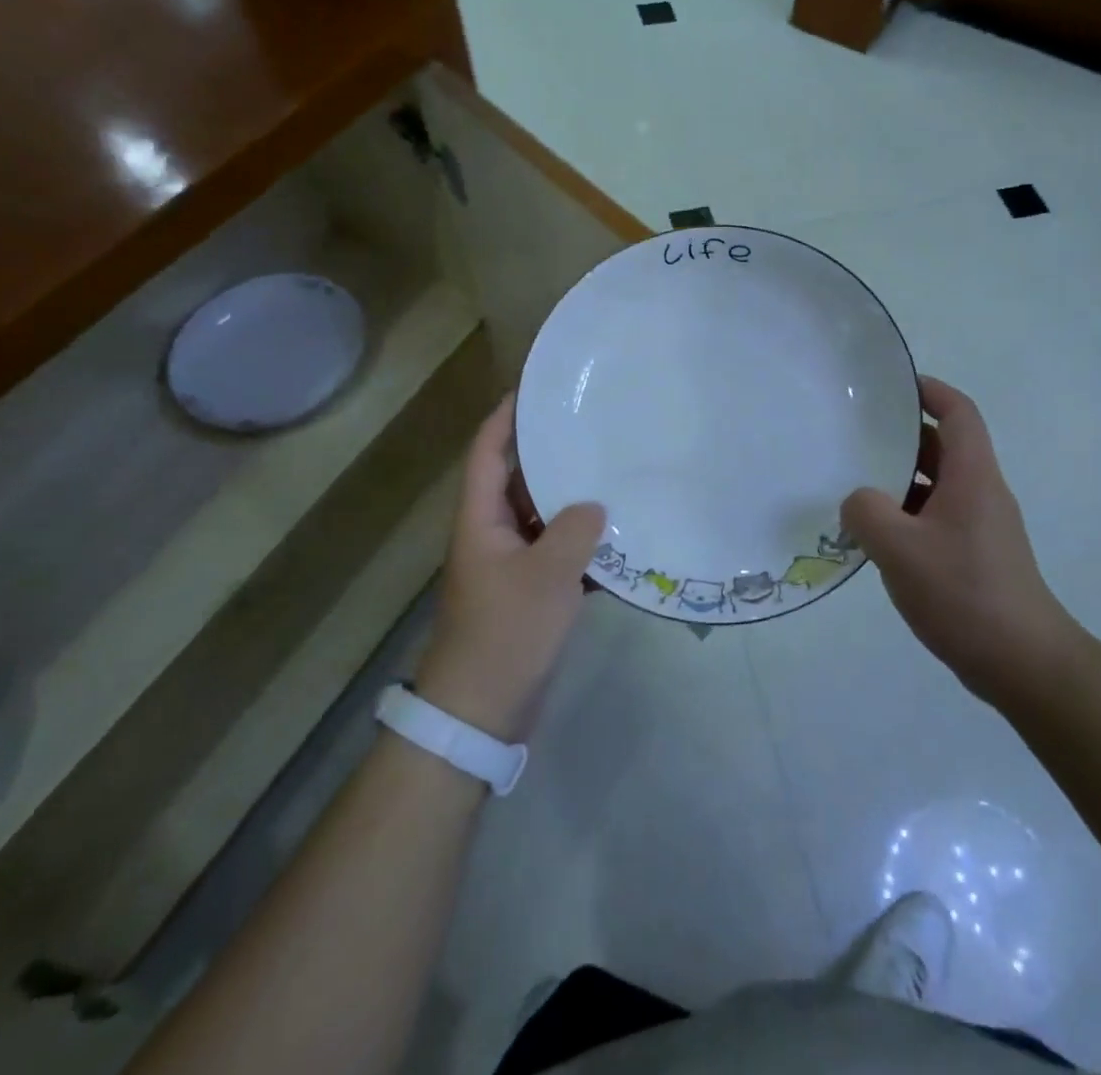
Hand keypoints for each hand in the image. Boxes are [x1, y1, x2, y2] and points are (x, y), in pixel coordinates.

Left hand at [416, 396, 605, 742]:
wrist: (482, 711)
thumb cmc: (506, 633)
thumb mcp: (547, 576)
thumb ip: (575, 531)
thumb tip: (594, 506)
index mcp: (481, 520)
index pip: (488, 453)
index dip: (506, 417)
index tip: (537, 388)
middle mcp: (492, 533)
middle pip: (518, 479)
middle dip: (549, 452)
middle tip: (591, 426)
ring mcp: (511, 564)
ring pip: (542, 516)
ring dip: (571, 498)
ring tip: (612, 470)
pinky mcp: (529, 592)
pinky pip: (557, 552)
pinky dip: (582, 543)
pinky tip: (619, 536)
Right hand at [842, 377, 1082, 706]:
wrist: (1023, 662)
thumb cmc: (964, 592)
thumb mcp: (899, 548)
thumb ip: (867, 512)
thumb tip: (858, 501)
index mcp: (973, 476)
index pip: (958, 413)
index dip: (930, 390)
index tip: (893, 385)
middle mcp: (981, 493)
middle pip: (944, 447)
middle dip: (903, 436)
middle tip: (855, 433)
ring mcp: (981, 527)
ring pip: (937, 486)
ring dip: (900, 480)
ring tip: (854, 482)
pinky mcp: (975, 557)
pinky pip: (936, 519)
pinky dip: (907, 515)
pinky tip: (875, 535)